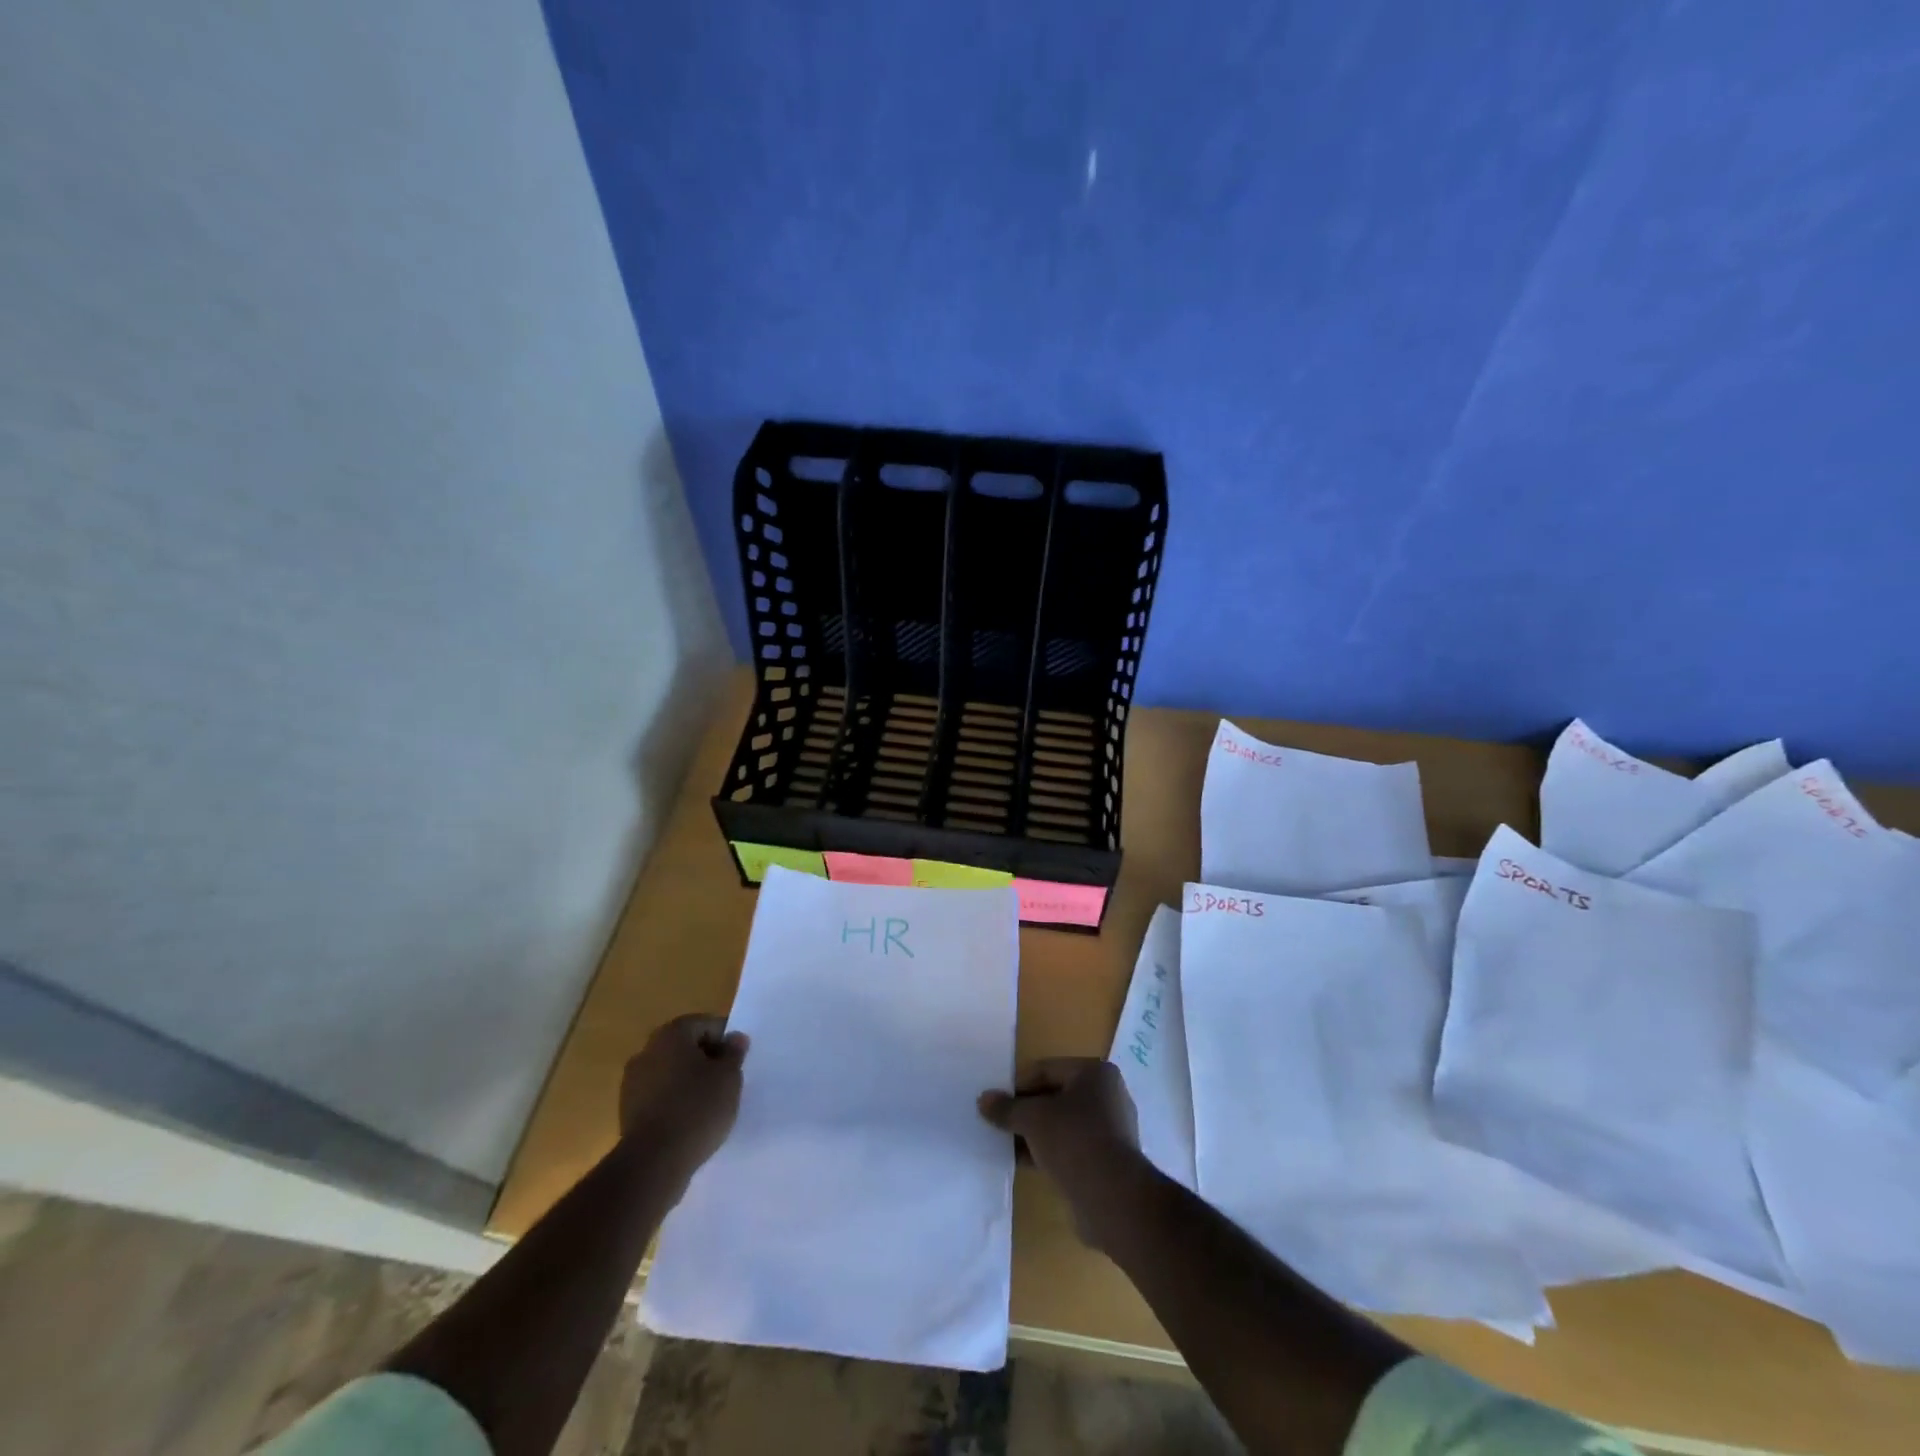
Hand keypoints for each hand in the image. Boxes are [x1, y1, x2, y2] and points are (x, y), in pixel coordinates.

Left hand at [618, 1013, 748, 1192]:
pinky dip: (674, 1101)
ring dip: (689, 1081)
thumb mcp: (729, 1077)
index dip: (725, 1040)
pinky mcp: (627, 1110)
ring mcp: (632, 1082)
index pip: (705, 1024)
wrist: (653, 1162)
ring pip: (671, 1072)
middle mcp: (647, 1051)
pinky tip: (689, 1120)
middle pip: (685, 1046)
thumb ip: (734, 1053)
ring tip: (709, 1104)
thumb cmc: (697, 1108)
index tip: (737, 1062)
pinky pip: (659, 1096)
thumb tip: (735, 1038)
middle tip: (727, 1081)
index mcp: (672, 1034)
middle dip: (706, 1059)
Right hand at [978, 1058, 1145, 1250]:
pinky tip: (1025, 1163)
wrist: (1113, 1199)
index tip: (996, 1102)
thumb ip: (1007, 1108)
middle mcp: (1107, 1096)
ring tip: (1006, 1145)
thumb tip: (984, 1099)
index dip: (1018, 1085)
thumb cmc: (1074, 1140)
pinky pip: (1071, 1147)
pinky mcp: (1107, 1160)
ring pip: (1062, 1124)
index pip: (1047, 1069)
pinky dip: (1049, 1151)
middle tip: (999, 1123)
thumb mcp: (1033, 1119)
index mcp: (1095, 1073)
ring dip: (1036, 1133)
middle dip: (1026, 1110)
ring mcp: (1110, 1130)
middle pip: (1055, 1096)